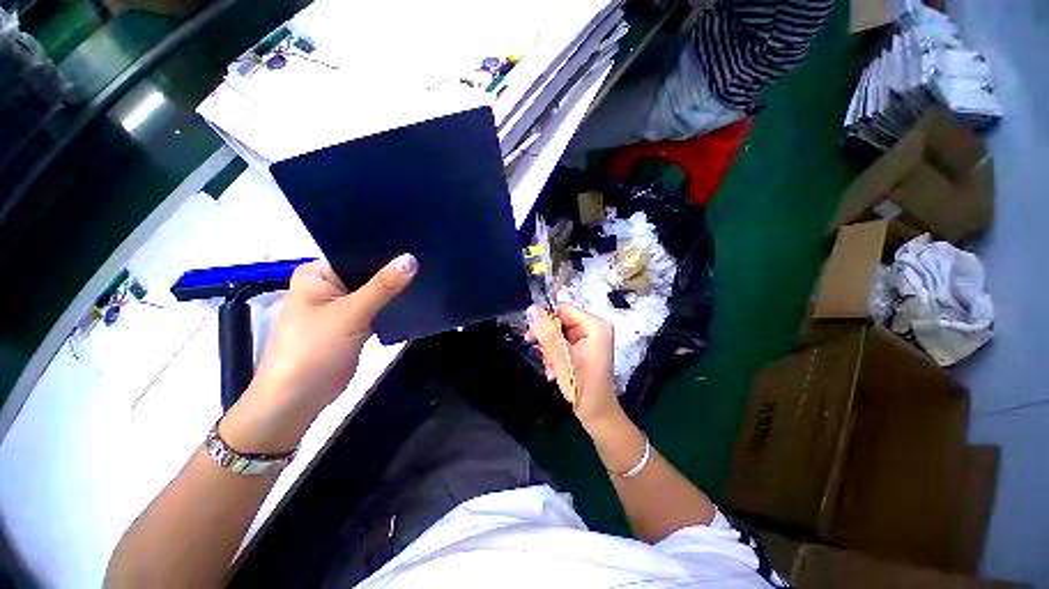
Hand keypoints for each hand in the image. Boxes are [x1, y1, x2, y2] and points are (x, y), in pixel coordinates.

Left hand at [221, 254, 416, 452]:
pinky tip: (416, 295)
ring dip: (395, 288)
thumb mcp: (350, 314)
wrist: (299, 399)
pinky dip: (392, 304)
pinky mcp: (354, 323)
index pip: (356, 253)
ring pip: (375, 290)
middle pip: (368, 272)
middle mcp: (329, 285)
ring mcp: (342, 306)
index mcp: (318, 274)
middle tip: (427, 258)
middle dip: (393, 269)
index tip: (416, 244)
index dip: (385, 250)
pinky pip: (378, 307)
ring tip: (427, 273)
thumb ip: (383, 286)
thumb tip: (412, 259)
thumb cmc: (313, 349)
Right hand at [527, 303, 621, 428]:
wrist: (597, 415)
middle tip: (543, 357)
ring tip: (551, 368)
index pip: (563, 309)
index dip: (545, 320)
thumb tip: (531, 309)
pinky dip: (555, 355)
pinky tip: (554, 369)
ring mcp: (589, 338)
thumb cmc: (583, 387)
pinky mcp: (584, 348)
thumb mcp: (562, 359)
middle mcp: (593, 327)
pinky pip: (562, 343)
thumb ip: (547, 333)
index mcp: (595, 324)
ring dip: (550, 349)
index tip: (531, 336)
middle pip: (560, 321)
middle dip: (548, 339)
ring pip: (558, 333)